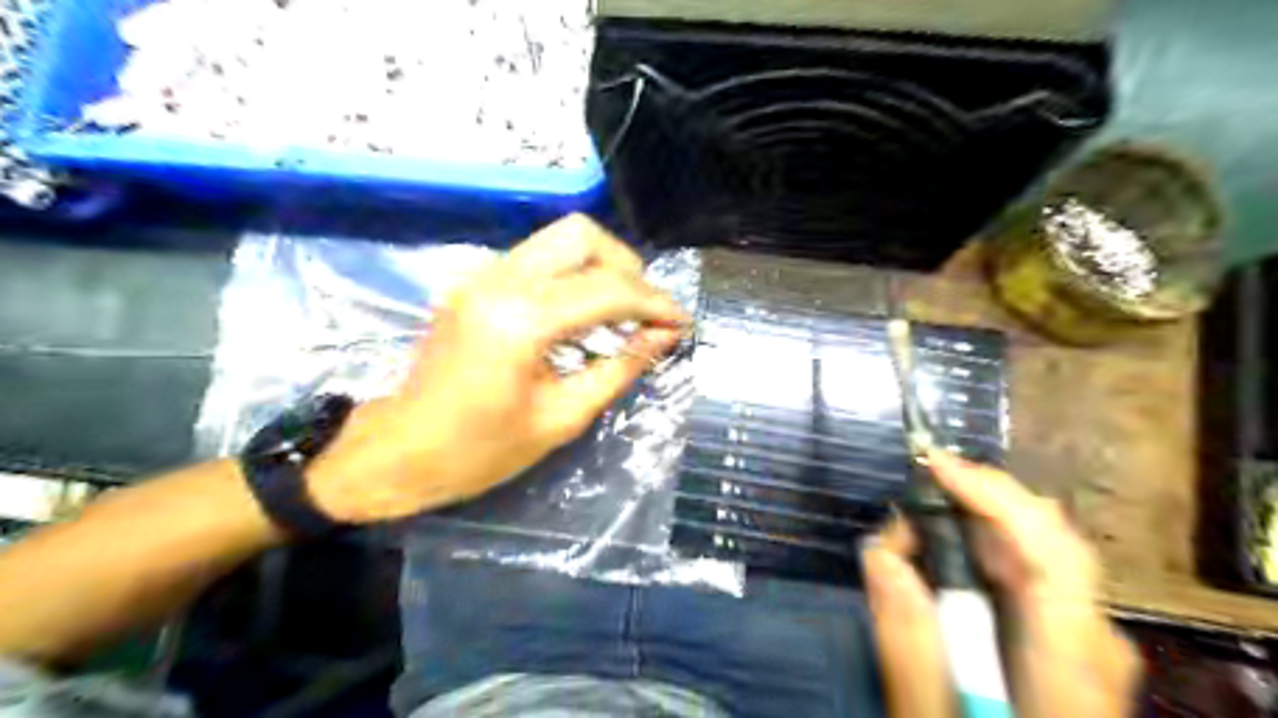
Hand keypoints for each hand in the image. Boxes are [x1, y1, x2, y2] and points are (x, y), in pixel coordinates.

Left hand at [302, 214, 689, 522]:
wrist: (399, 451)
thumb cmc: (481, 450)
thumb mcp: (562, 417)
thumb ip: (620, 368)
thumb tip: (665, 336)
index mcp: (520, 320)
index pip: (607, 289)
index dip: (655, 303)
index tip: (681, 322)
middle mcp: (499, 280)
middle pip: (582, 235)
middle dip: (627, 268)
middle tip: (645, 312)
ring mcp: (481, 275)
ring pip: (559, 239)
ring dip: (600, 267)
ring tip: (622, 312)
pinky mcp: (475, 282)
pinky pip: (538, 258)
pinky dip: (572, 274)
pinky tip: (584, 312)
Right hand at [863, 451, 1144, 717]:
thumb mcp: (929, 715)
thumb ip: (906, 639)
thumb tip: (881, 553)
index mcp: (1071, 659)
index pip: (1050, 547)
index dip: (994, 492)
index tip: (932, 463)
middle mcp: (1094, 637)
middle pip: (1043, 535)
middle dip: (970, 503)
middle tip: (907, 506)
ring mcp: (1090, 638)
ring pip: (1034, 548)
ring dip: (970, 528)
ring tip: (912, 538)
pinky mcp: (1072, 641)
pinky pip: (1029, 572)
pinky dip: (981, 554)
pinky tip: (944, 566)